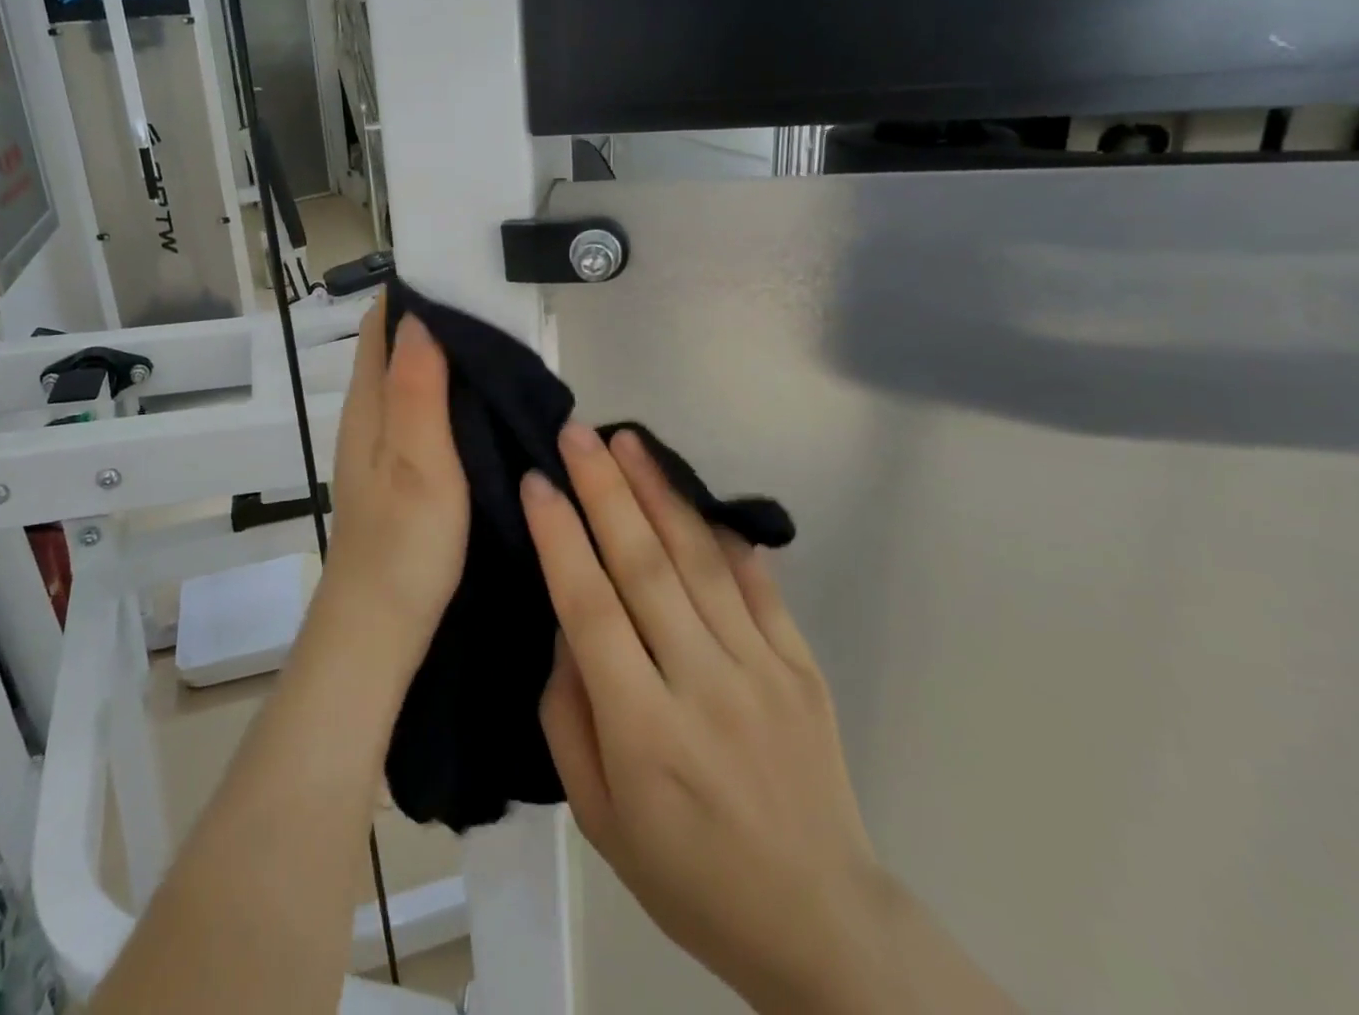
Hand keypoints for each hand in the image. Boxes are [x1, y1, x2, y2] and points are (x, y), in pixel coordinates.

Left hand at [318, 304, 468, 661]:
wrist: (381, 625)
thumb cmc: (404, 543)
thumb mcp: (417, 460)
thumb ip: (415, 389)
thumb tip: (417, 316)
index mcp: (370, 405)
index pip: (381, 326)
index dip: (413, 293)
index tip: (460, 270)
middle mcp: (370, 416)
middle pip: (396, 347)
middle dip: (436, 319)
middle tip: (496, 302)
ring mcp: (383, 445)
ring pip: (411, 379)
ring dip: (444, 356)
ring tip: (500, 341)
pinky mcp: (400, 471)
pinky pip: (423, 411)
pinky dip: (448, 392)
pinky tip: (483, 400)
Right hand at [524, 424, 885, 1013]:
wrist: (822, 925)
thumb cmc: (688, 876)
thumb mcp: (597, 815)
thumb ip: (568, 713)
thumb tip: (566, 624)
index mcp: (643, 730)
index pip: (590, 608)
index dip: (560, 537)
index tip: (536, 481)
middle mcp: (702, 685)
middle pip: (645, 566)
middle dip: (605, 490)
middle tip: (578, 433)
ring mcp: (761, 670)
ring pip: (701, 561)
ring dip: (660, 493)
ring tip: (629, 442)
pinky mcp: (802, 666)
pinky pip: (759, 586)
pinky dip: (725, 536)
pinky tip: (697, 497)